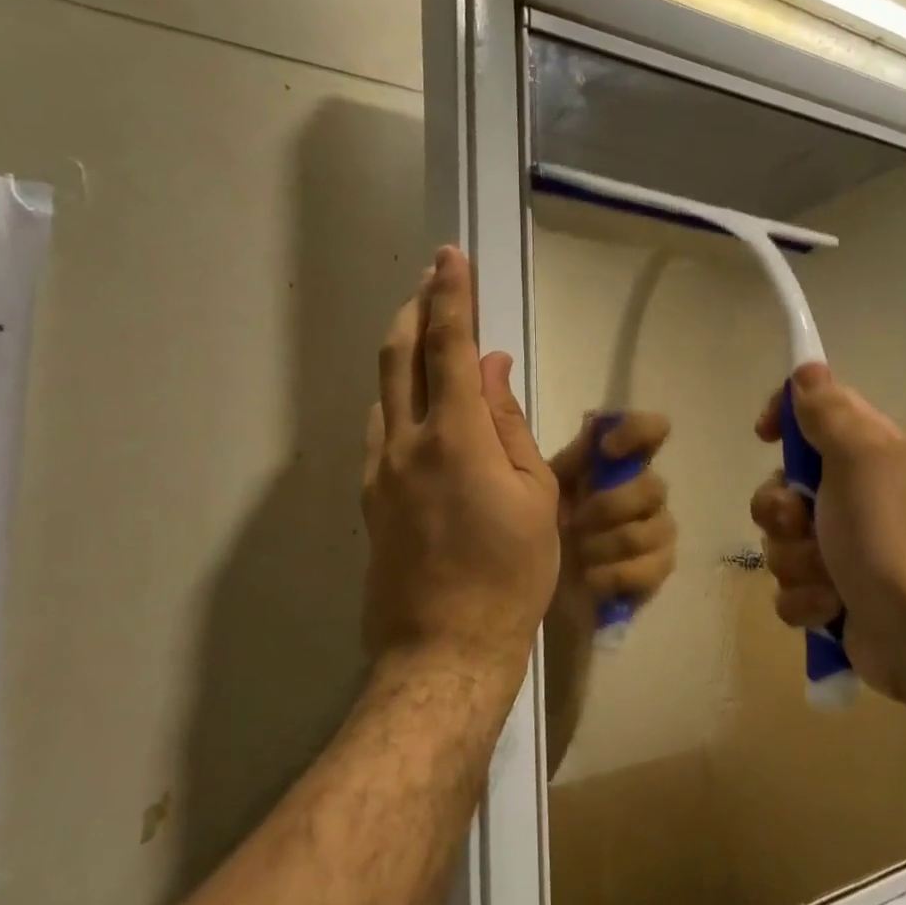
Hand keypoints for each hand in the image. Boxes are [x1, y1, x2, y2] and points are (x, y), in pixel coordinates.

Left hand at [361, 247, 559, 677]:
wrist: (445, 647)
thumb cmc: (510, 573)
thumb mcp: (534, 495)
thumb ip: (507, 423)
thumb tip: (493, 368)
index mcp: (456, 438)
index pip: (449, 347)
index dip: (451, 296)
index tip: (450, 257)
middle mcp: (406, 443)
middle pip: (399, 356)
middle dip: (415, 310)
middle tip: (430, 282)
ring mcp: (380, 471)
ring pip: (384, 391)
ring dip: (403, 353)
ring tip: (426, 338)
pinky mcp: (371, 498)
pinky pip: (381, 429)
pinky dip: (399, 400)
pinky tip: (417, 408)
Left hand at [548, 412, 676, 622]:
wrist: (533, 595)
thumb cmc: (534, 531)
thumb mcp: (535, 485)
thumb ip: (558, 448)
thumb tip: (572, 405)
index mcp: (614, 465)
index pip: (651, 431)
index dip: (637, 431)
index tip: (607, 448)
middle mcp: (643, 491)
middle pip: (654, 485)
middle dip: (609, 506)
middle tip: (575, 522)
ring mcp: (655, 532)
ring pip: (655, 527)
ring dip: (607, 544)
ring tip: (579, 554)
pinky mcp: (657, 570)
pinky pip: (653, 566)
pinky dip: (614, 574)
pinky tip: (592, 578)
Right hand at [750, 363, 905, 704]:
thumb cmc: (886, 537)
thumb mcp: (860, 458)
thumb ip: (829, 411)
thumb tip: (807, 369)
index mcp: (866, 454)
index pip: (813, 413)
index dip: (784, 418)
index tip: (765, 434)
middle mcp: (852, 495)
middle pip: (780, 485)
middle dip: (781, 511)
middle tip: (804, 523)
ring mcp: (839, 547)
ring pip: (779, 539)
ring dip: (795, 560)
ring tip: (828, 577)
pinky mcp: (830, 594)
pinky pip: (788, 586)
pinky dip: (805, 599)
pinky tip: (831, 608)